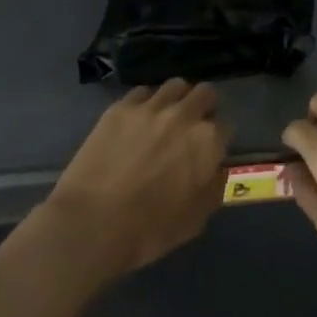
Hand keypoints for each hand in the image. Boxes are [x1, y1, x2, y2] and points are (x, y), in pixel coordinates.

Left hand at [43, 79, 229, 278]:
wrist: (91, 224)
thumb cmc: (148, 230)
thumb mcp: (195, 220)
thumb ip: (214, 188)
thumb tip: (218, 170)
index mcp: (207, 142)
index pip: (225, 126)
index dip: (218, 140)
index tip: (208, 151)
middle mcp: (184, 115)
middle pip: (205, 93)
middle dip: (203, 107)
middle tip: (191, 128)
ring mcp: (150, 107)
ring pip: (176, 86)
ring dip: (177, 99)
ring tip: (167, 117)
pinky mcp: (120, 107)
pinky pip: (142, 92)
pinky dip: (146, 102)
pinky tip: (138, 120)